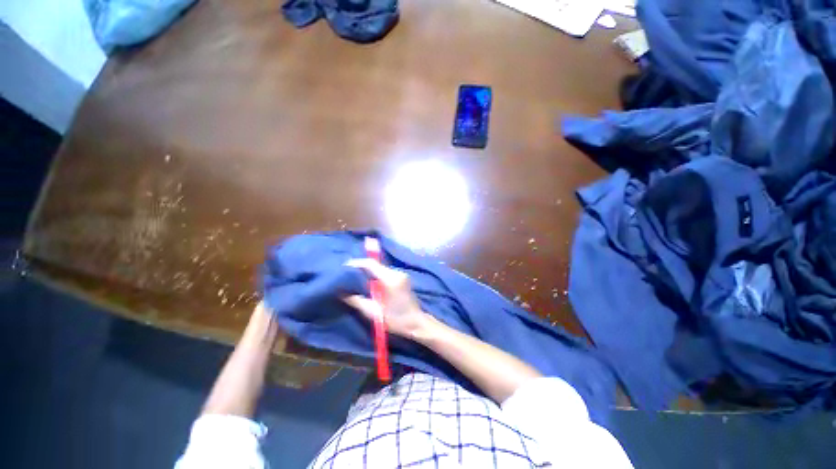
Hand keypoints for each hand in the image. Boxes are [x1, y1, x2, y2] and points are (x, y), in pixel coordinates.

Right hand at [343, 258, 433, 339]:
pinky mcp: (403, 277)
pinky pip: (385, 272)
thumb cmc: (396, 320)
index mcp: (390, 280)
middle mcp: (397, 273)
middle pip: (376, 265)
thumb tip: (341, 292)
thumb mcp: (373, 313)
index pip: (371, 264)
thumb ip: (357, 301)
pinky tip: (369, 282)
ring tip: (356, 278)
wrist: (416, 323)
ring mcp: (401, 274)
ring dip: (369, 271)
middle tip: (347, 274)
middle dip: (361, 268)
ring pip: (380, 268)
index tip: (344, 268)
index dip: (357, 263)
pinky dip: (376, 275)